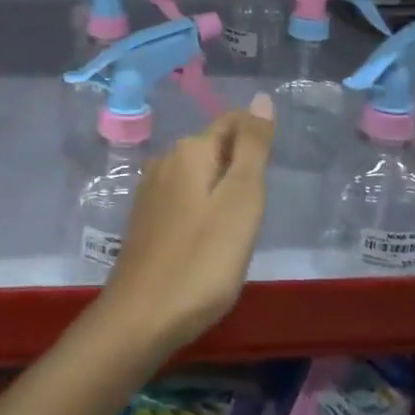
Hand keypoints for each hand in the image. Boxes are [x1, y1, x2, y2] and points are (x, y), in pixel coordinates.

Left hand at [96, 94, 275, 357]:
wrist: (142, 317)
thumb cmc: (202, 259)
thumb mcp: (241, 200)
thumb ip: (253, 147)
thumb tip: (261, 98)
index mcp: (189, 150)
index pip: (231, 122)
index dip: (256, 139)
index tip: (272, 172)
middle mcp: (165, 160)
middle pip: (214, 147)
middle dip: (239, 165)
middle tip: (258, 207)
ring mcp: (150, 190)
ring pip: (198, 174)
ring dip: (221, 189)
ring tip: (238, 226)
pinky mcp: (145, 218)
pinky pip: (183, 198)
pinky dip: (203, 208)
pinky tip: (209, 239)